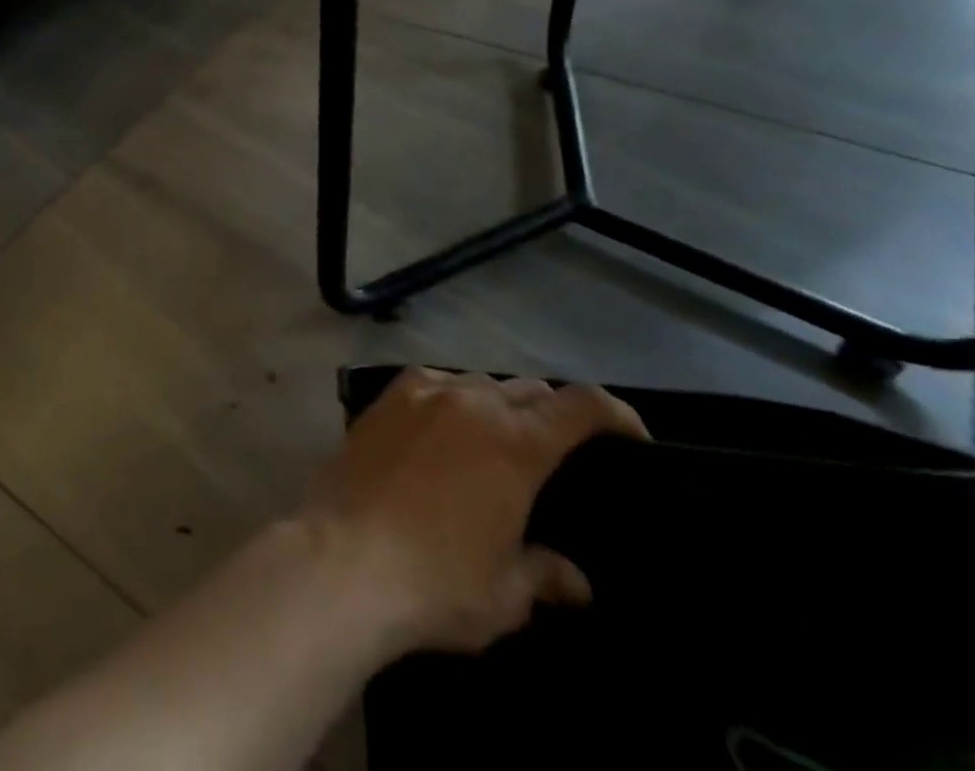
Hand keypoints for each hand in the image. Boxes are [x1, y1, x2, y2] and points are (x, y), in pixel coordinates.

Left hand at [299, 369, 648, 657]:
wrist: (342, 557)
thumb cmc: (436, 582)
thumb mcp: (506, 594)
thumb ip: (544, 574)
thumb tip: (575, 581)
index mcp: (514, 443)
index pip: (579, 405)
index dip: (614, 413)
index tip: (633, 436)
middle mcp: (470, 403)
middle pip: (527, 390)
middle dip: (553, 414)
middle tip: (559, 452)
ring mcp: (420, 394)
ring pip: (476, 381)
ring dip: (498, 404)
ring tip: (499, 442)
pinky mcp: (382, 399)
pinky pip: (430, 382)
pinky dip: (450, 397)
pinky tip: (445, 427)